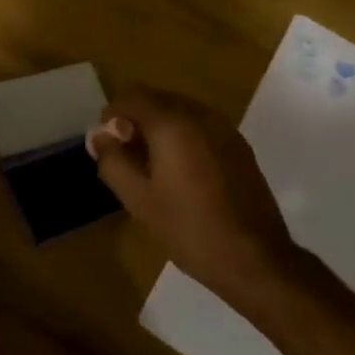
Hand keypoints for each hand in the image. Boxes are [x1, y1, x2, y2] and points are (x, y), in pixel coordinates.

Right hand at [88, 86, 299, 304]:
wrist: (254, 258)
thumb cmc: (188, 228)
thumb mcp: (138, 199)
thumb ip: (113, 161)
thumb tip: (100, 135)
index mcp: (173, 123)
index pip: (133, 96)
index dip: (112, 114)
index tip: (106, 143)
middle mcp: (201, 116)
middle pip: (158, 99)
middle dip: (136, 120)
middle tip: (124, 156)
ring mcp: (225, 130)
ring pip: (181, 112)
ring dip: (160, 128)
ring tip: (150, 166)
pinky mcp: (239, 147)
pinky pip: (201, 127)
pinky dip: (183, 137)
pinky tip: (180, 172)